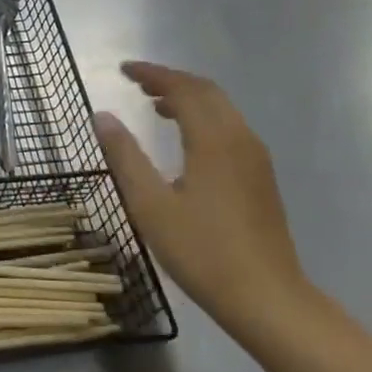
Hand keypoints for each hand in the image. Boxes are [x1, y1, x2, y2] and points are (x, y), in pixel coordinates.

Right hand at [93, 62, 310, 333]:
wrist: (269, 301)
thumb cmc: (203, 252)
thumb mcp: (151, 205)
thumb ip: (125, 156)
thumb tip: (102, 116)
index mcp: (213, 140)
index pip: (182, 88)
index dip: (152, 74)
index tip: (124, 70)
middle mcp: (240, 139)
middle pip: (206, 91)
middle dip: (171, 80)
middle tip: (137, 83)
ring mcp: (255, 158)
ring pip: (221, 109)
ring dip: (188, 98)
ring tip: (155, 105)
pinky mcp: (261, 177)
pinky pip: (229, 127)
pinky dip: (203, 117)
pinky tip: (185, 138)